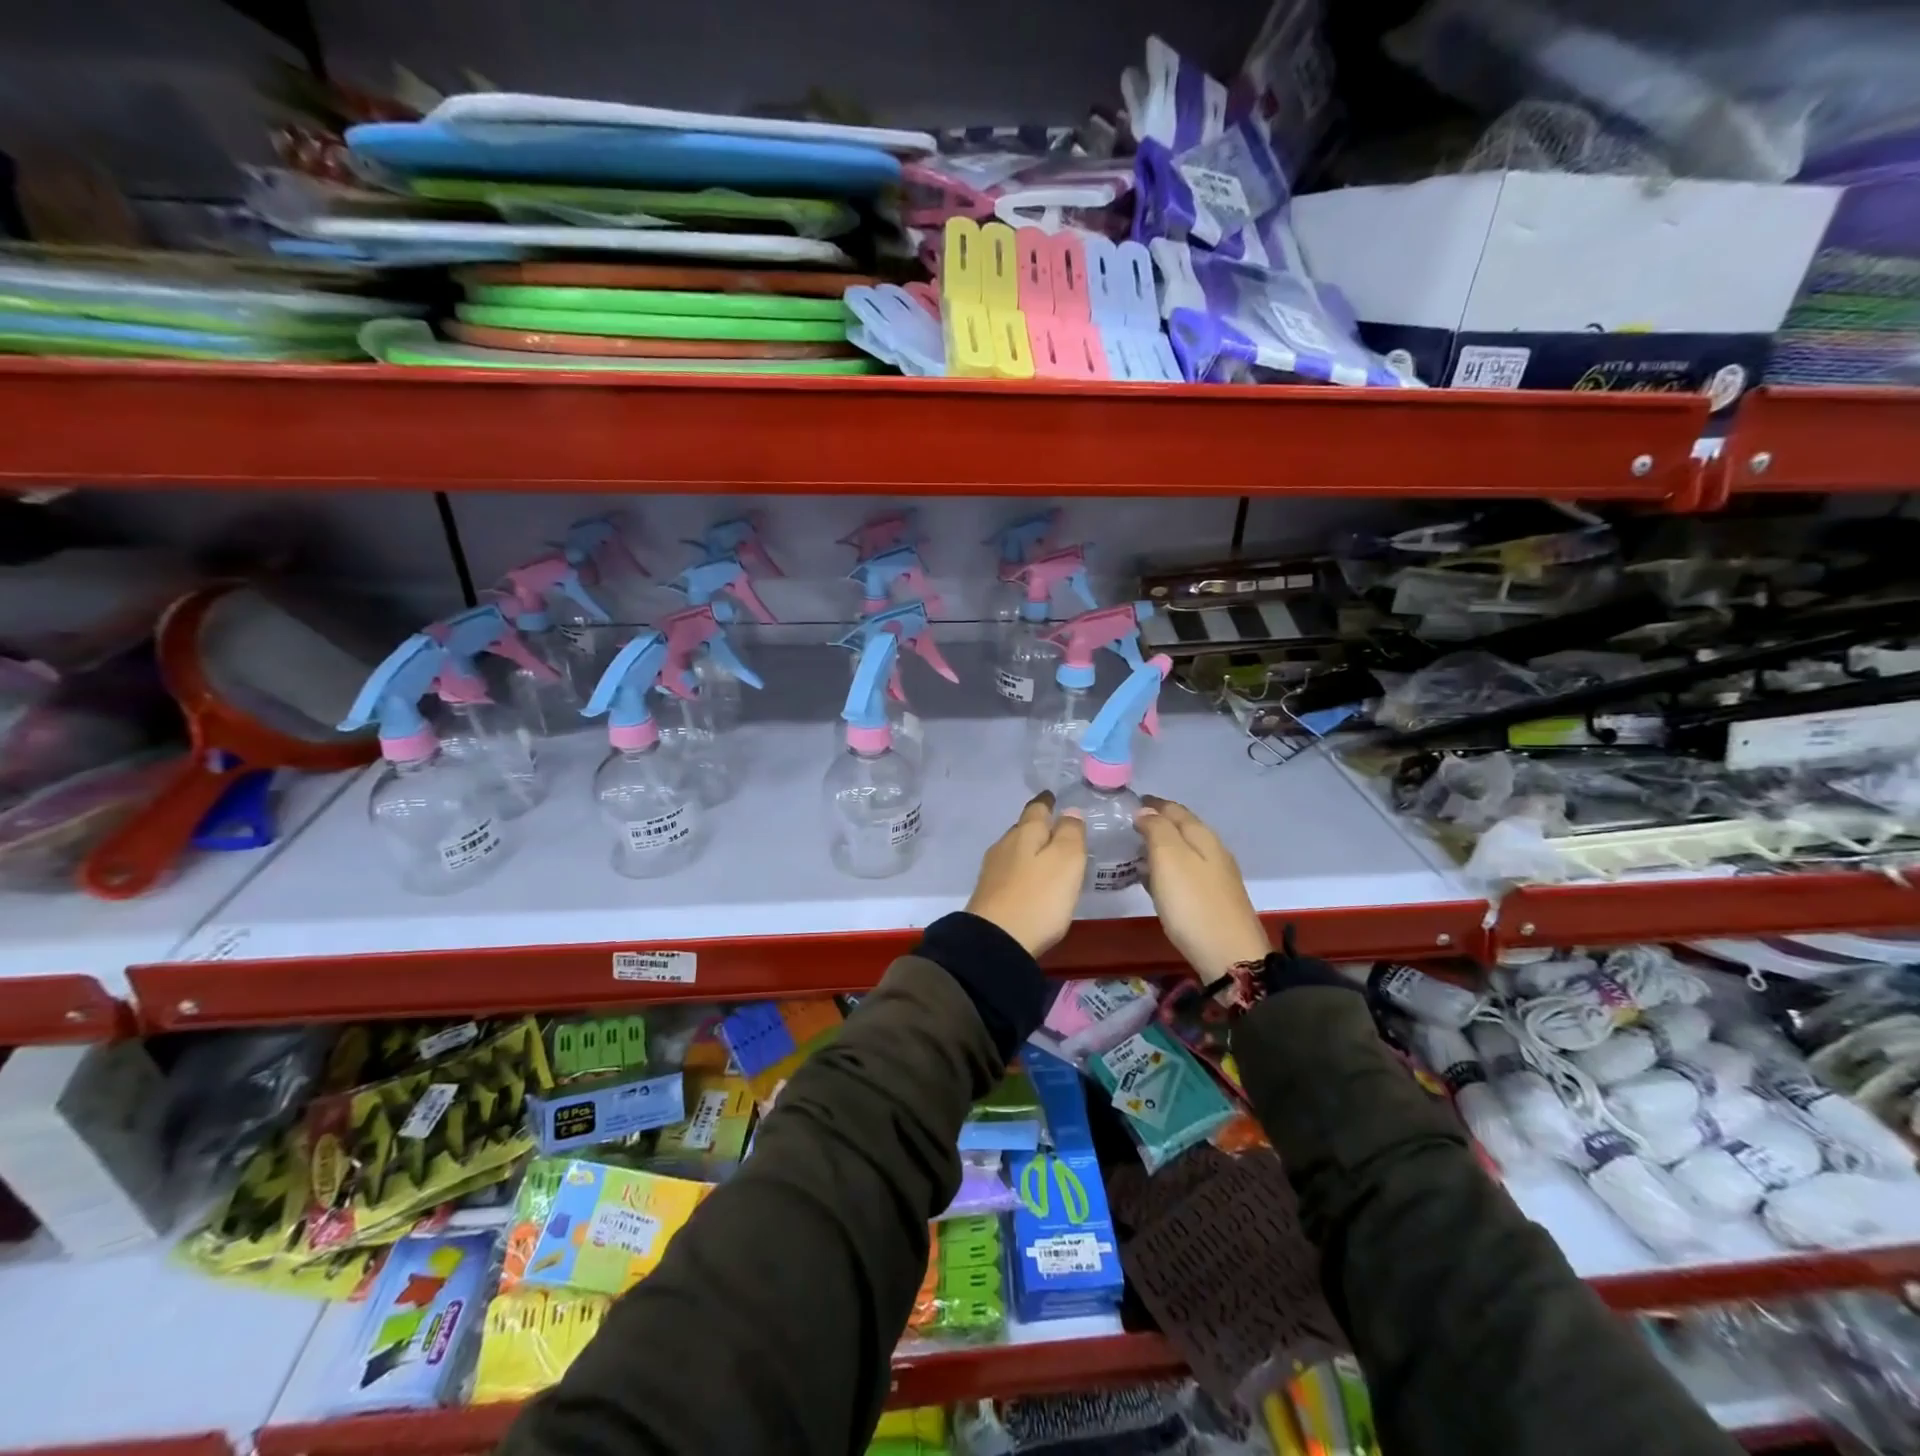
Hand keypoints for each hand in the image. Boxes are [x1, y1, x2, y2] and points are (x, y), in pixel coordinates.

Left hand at [965, 792, 1087, 958]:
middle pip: (1024, 829)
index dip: (1047, 801)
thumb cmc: (1038, 897)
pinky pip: (1010, 872)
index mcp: (1025, 833)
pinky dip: (1023, 871)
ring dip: (1031, 850)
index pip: (1036, 808)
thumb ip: (1070, 833)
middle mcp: (1005, 845)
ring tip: (1048, 856)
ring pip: (1016, 850)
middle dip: (1039, 826)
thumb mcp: (1066, 861)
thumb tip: (1070, 812)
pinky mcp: (989, 894)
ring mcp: (993, 870)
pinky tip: (1031, 882)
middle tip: (1059, 829)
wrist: (996, 942)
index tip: (1054, 797)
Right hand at [1136, 796, 1268, 980]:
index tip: (1130, 803)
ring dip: (1162, 846)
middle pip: (1183, 828)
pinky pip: (1186, 872)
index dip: (1152, 804)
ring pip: (1185, 850)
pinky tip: (1155, 880)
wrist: (1231, 957)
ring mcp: (1217, 876)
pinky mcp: (1214, 899)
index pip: (1175, 809)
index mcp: (1202, 836)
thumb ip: (1156, 830)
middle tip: (1129, 825)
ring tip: (1136, 851)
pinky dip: (1168, 868)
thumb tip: (1146, 811)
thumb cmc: (1193, 904)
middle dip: (1158, 822)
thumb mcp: (1169, 859)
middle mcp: (1213, 851)